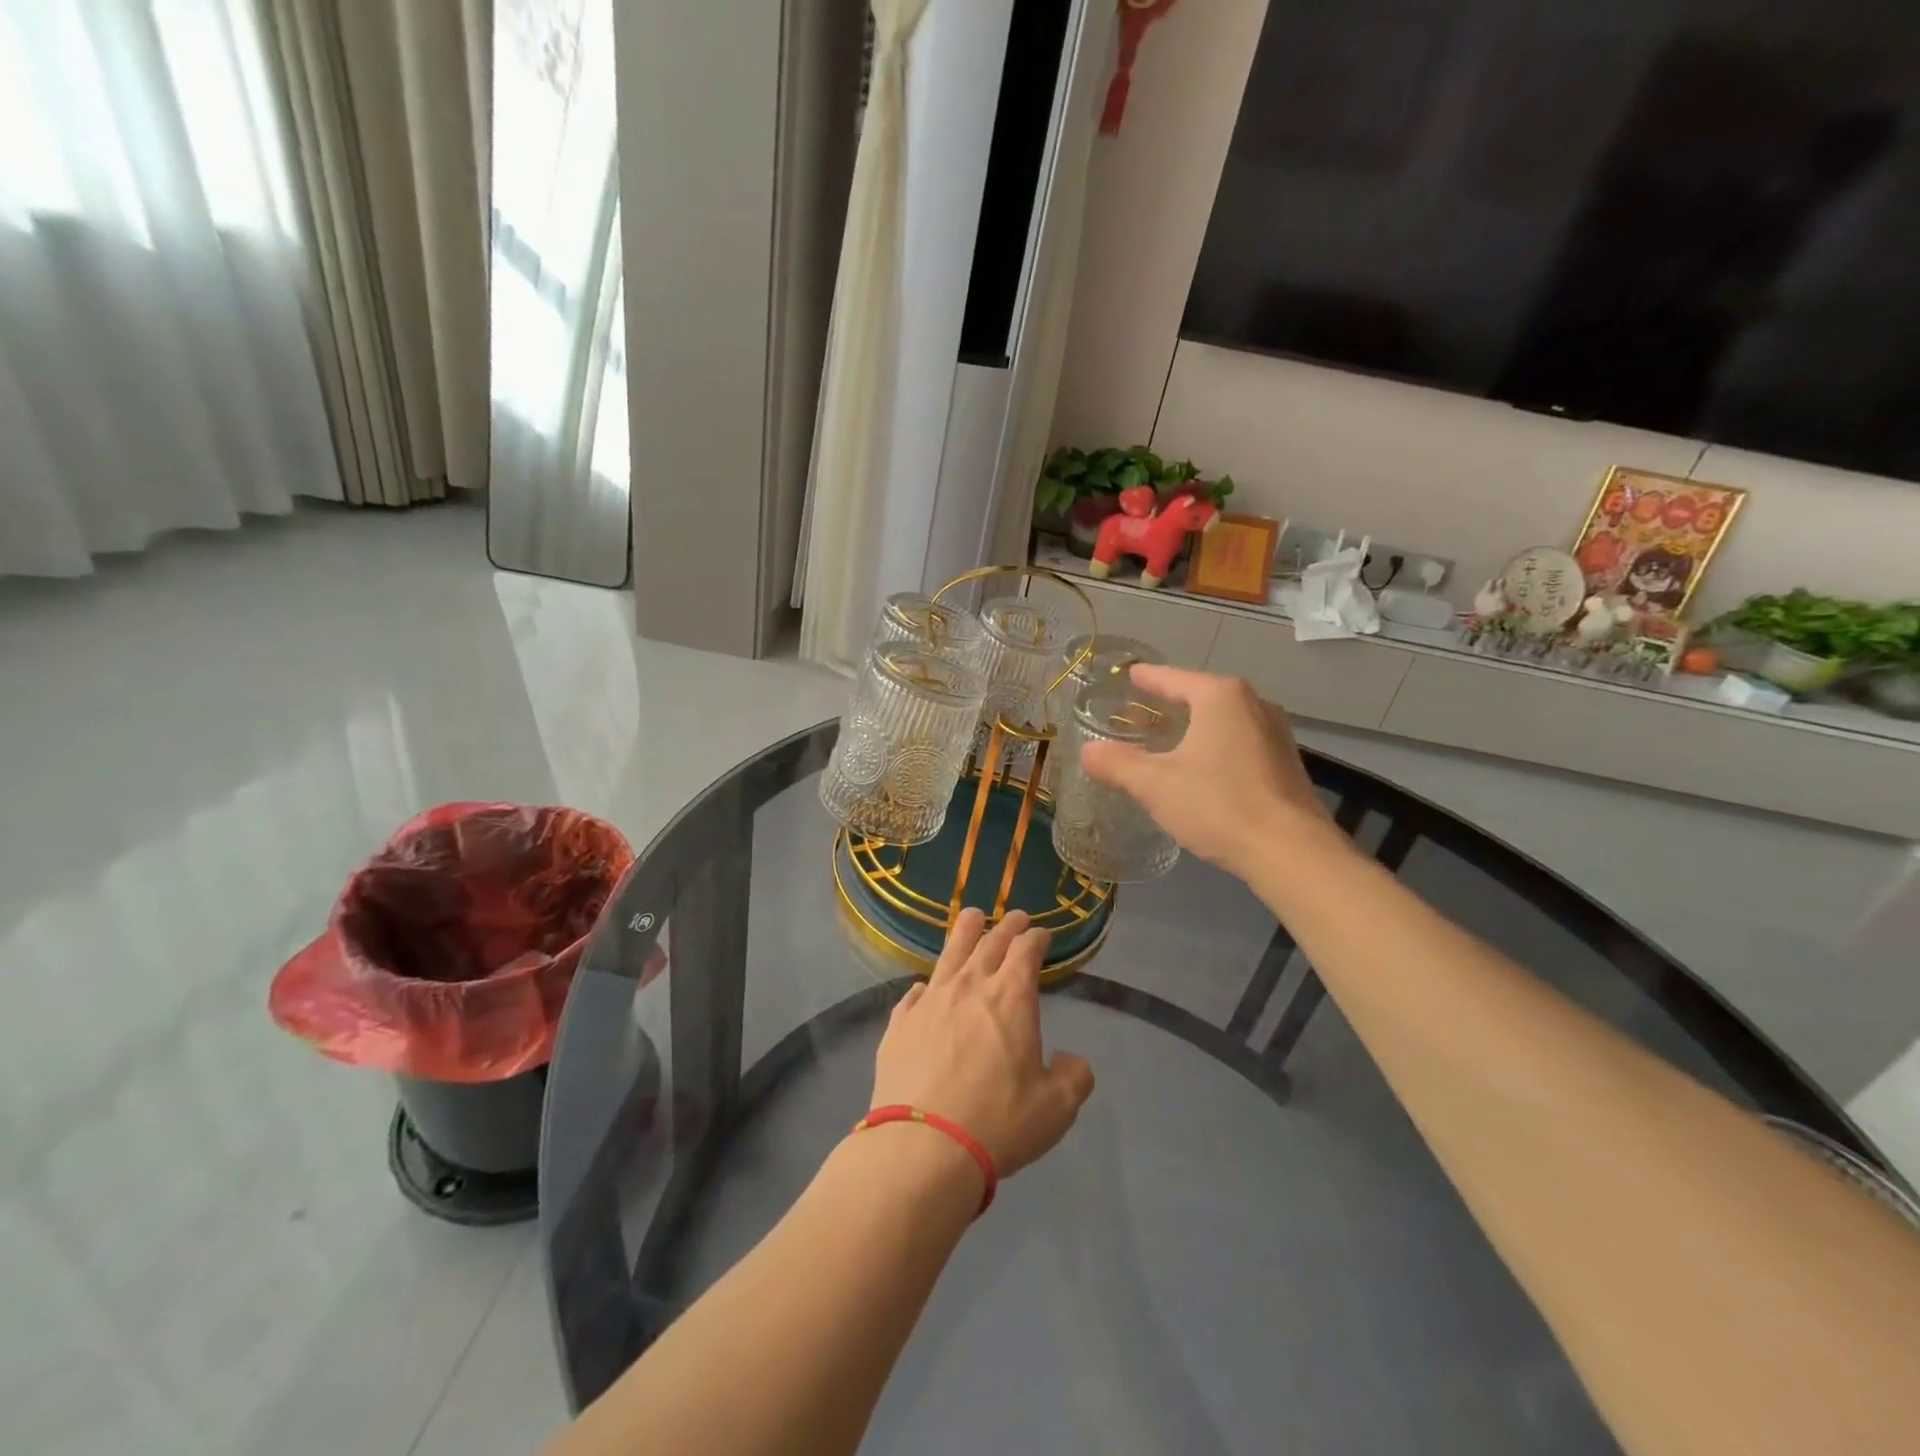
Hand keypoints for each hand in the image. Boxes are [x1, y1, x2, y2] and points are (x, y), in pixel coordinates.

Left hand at [871, 909, 1094, 1178]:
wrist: (922, 1147)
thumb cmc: (998, 1122)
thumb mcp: (1055, 1108)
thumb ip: (1073, 1077)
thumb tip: (1070, 1060)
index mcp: (1011, 997)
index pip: (1026, 950)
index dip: (1037, 938)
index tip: (1042, 934)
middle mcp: (969, 987)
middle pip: (989, 942)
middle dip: (1007, 926)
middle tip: (1015, 916)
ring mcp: (930, 1002)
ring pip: (950, 953)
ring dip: (965, 931)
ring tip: (972, 916)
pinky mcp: (899, 1024)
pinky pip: (914, 994)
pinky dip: (926, 986)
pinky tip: (925, 987)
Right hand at [1080, 663, 1328, 878]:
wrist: (1291, 851)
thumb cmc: (1218, 805)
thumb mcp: (1155, 785)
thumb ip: (1118, 764)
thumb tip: (1087, 752)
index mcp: (1220, 696)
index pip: (1172, 678)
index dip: (1147, 678)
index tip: (1129, 674)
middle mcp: (1253, 703)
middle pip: (1201, 694)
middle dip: (1171, 701)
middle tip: (1140, 711)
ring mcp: (1275, 732)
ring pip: (1224, 719)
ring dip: (1196, 725)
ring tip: (1169, 737)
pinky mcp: (1285, 762)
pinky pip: (1240, 740)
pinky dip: (1216, 745)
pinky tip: (1203, 767)